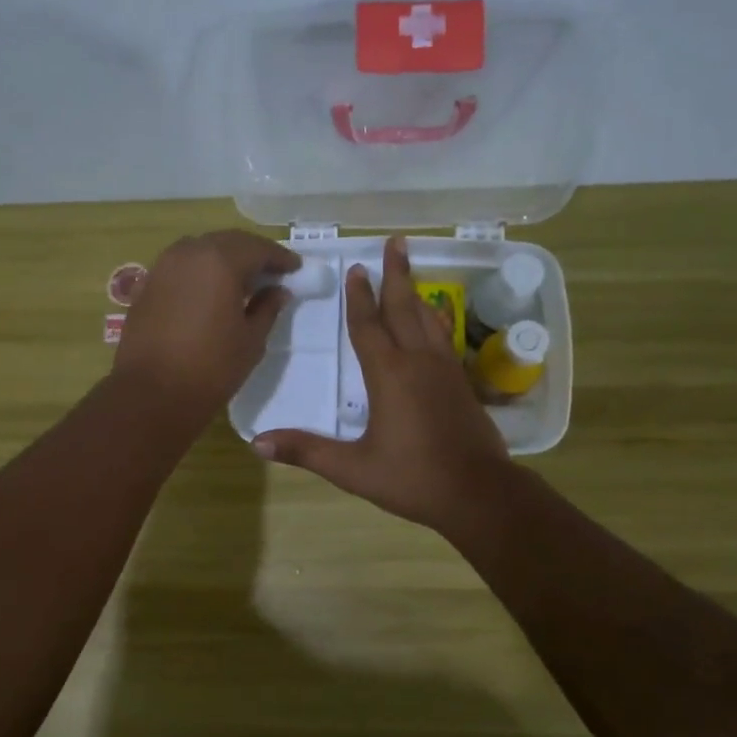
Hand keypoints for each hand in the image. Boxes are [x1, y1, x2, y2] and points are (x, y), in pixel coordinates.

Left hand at [112, 230, 300, 427]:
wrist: (152, 394)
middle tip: (270, 272)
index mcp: (220, 261)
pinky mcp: (146, 286)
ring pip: (200, 250)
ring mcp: (162, 267)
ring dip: (223, 259)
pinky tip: (208, 293)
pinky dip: (199, 272)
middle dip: (251, 253)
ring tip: (240, 281)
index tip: (295, 269)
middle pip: (227, 242)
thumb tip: (277, 291)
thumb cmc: (211, 368)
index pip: (257, 248)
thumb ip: (267, 308)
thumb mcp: (251, 340)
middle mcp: (188, 253)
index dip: (279, 258)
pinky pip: (180, 268)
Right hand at [254, 236, 511, 532]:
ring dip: (416, 292)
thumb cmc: (412, 479)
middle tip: (396, 242)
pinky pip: (444, 337)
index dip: (359, 298)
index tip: (356, 269)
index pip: (368, 326)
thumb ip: (306, 451)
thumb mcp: (353, 468)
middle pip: (404, 308)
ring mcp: (445, 370)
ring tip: (410, 270)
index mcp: (389, 375)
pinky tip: (435, 319)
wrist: (478, 493)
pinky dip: (435, 318)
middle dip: (396, 275)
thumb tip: (257, 443)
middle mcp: (418, 362)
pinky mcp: (462, 383)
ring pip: (429, 319)